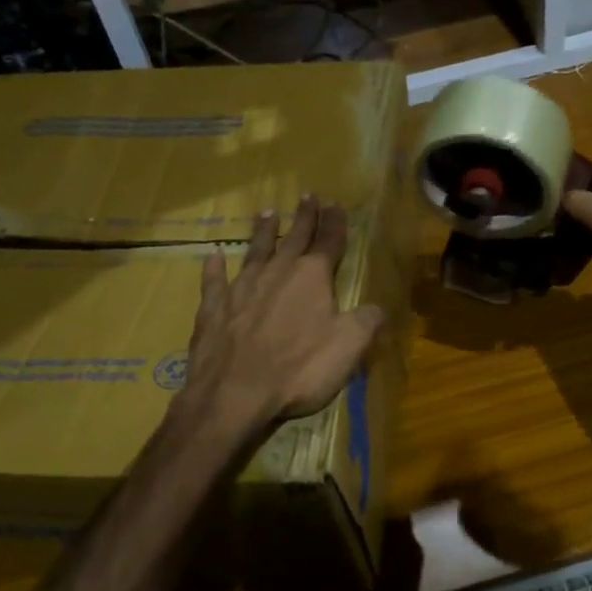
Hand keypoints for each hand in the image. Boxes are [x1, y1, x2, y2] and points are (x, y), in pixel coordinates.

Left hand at [178, 194, 383, 435]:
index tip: (336, 205)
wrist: (234, 394)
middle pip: (294, 238)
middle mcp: (277, 273)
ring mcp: (241, 288)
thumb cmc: (299, 370)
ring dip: (264, 231)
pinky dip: (214, 266)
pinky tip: (213, 255)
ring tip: (268, 212)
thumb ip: (366, 322)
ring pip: (256, 250)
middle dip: (304, 217)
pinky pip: (214, 280)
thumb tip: (378, 308)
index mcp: (313, 278)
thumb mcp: (348, 348)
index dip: (335, 224)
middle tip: (308, 196)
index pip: (329, 242)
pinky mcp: (213, 308)